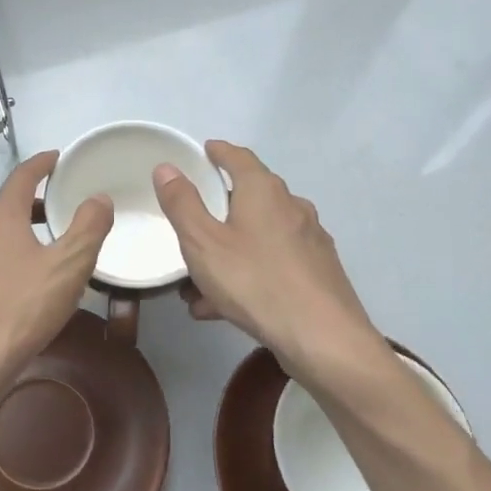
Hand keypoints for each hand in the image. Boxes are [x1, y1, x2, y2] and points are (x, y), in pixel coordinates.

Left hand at [0, 150, 112, 432]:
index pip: (21, 178)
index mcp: (0, 220)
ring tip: (44, 253)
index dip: (40, 164)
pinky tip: (17, 290)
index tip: (56, 158)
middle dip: (33, 205)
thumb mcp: (68, 267)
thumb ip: (88, 228)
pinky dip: (3, 264)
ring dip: (18, 237)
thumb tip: (98, 197)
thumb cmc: (20, 310)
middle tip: (60, 211)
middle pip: (5, 209)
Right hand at [153, 140, 384, 388]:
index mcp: (264, 191)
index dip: (219, 152)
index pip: (239, 157)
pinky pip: (271, 265)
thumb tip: (167, 167)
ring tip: (195, 287)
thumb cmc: (256, 282)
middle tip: (190, 227)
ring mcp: (309, 241)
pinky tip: (222, 308)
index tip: (204, 151)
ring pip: (257, 238)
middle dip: (217, 213)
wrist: (323, 339)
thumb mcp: (203, 243)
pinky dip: (246, 276)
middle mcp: (292, 207)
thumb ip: (182, 204)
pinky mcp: (318, 273)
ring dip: (226, 254)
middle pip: (249, 199)